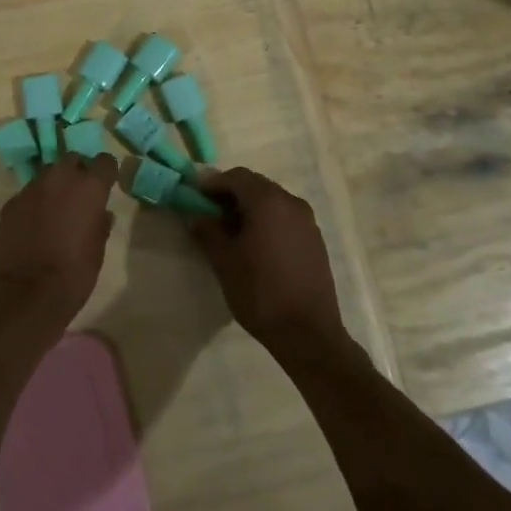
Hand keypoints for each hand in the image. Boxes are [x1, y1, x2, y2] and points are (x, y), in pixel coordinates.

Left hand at [0, 154, 118, 326]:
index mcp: (89, 187)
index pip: (104, 161)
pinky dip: (34, 203)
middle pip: (72, 160)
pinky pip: (28, 194)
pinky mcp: (11, 203)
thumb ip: (100, 224)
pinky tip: (33, 226)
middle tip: (79, 196)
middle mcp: (60, 178)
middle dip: (77, 173)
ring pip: (47, 174)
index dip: (106, 172)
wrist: (26, 294)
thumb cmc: (73, 274)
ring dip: (54, 186)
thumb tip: (101, 213)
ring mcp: (31, 188)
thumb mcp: (97, 250)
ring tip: (55, 211)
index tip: (106, 184)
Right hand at [189, 168, 348, 357]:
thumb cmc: (260, 292)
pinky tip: (257, 245)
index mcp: (267, 201)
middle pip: (256, 185)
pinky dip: (268, 221)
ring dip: (250, 208)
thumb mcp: (224, 261)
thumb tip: (196, 216)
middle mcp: (291, 202)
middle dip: (231, 194)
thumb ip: (207, 231)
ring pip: (272, 201)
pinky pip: (286, 217)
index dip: (213, 183)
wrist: (308, 334)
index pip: (236, 177)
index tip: (195, 196)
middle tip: (210, 212)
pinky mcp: (315, 240)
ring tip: (232, 231)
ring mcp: (307, 221)